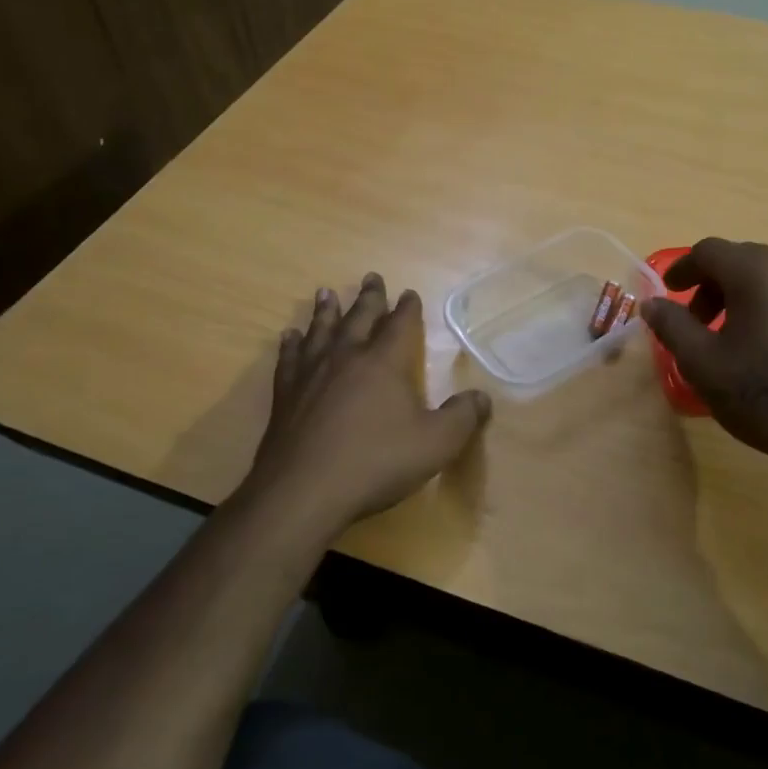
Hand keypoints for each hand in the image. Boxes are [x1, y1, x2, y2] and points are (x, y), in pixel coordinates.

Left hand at [244, 273, 491, 534]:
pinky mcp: (285, 396)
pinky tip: (289, 337)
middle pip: (359, 318)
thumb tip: (482, 397)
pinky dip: (291, 345)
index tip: (409, 293)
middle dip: (369, 297)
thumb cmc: (375, 463)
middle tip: (371, 277)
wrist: (304, 491)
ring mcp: (311, 375)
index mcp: (384, 363)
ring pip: (320, 331)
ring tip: (325, 293)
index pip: (400, 325)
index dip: (407, 308)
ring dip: (326, 311)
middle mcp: (347, 358)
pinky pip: (289, 359)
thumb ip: (462, 417)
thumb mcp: (435, 444)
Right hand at [641, 239, 767, 499]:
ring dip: (745, 295)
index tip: (669, 293)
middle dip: (713, 285)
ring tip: (735, 335)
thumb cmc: (762, 394)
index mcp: (758, 270)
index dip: (683, 269)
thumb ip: (672, 325)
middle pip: (743, 260)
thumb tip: (652, 304)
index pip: (709, 252)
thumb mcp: (702, 363)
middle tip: (698, 321)